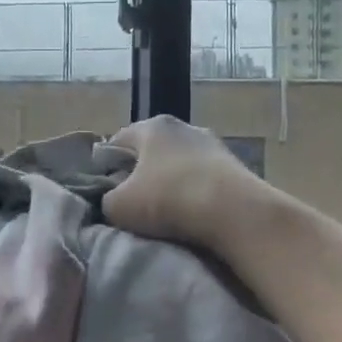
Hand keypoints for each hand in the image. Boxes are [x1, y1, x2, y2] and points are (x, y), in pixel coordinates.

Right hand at [103, 116, 269, 250]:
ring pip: (178, 165)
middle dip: (139, 176)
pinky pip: (202, 179)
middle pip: (149, 152)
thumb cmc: (168, 200)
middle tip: (132, 205)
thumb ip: (106, 199)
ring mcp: (212, 144)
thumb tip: (113, 200)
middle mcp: (183, 126)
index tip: (105, 193)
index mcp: (151, 126)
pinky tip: (192, 215)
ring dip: (169, 185)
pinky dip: (194, 193)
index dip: (105, 167)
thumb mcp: (118, 206)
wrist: (236, 214)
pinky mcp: (235, 166)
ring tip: (165, 214)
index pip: (116, 142)